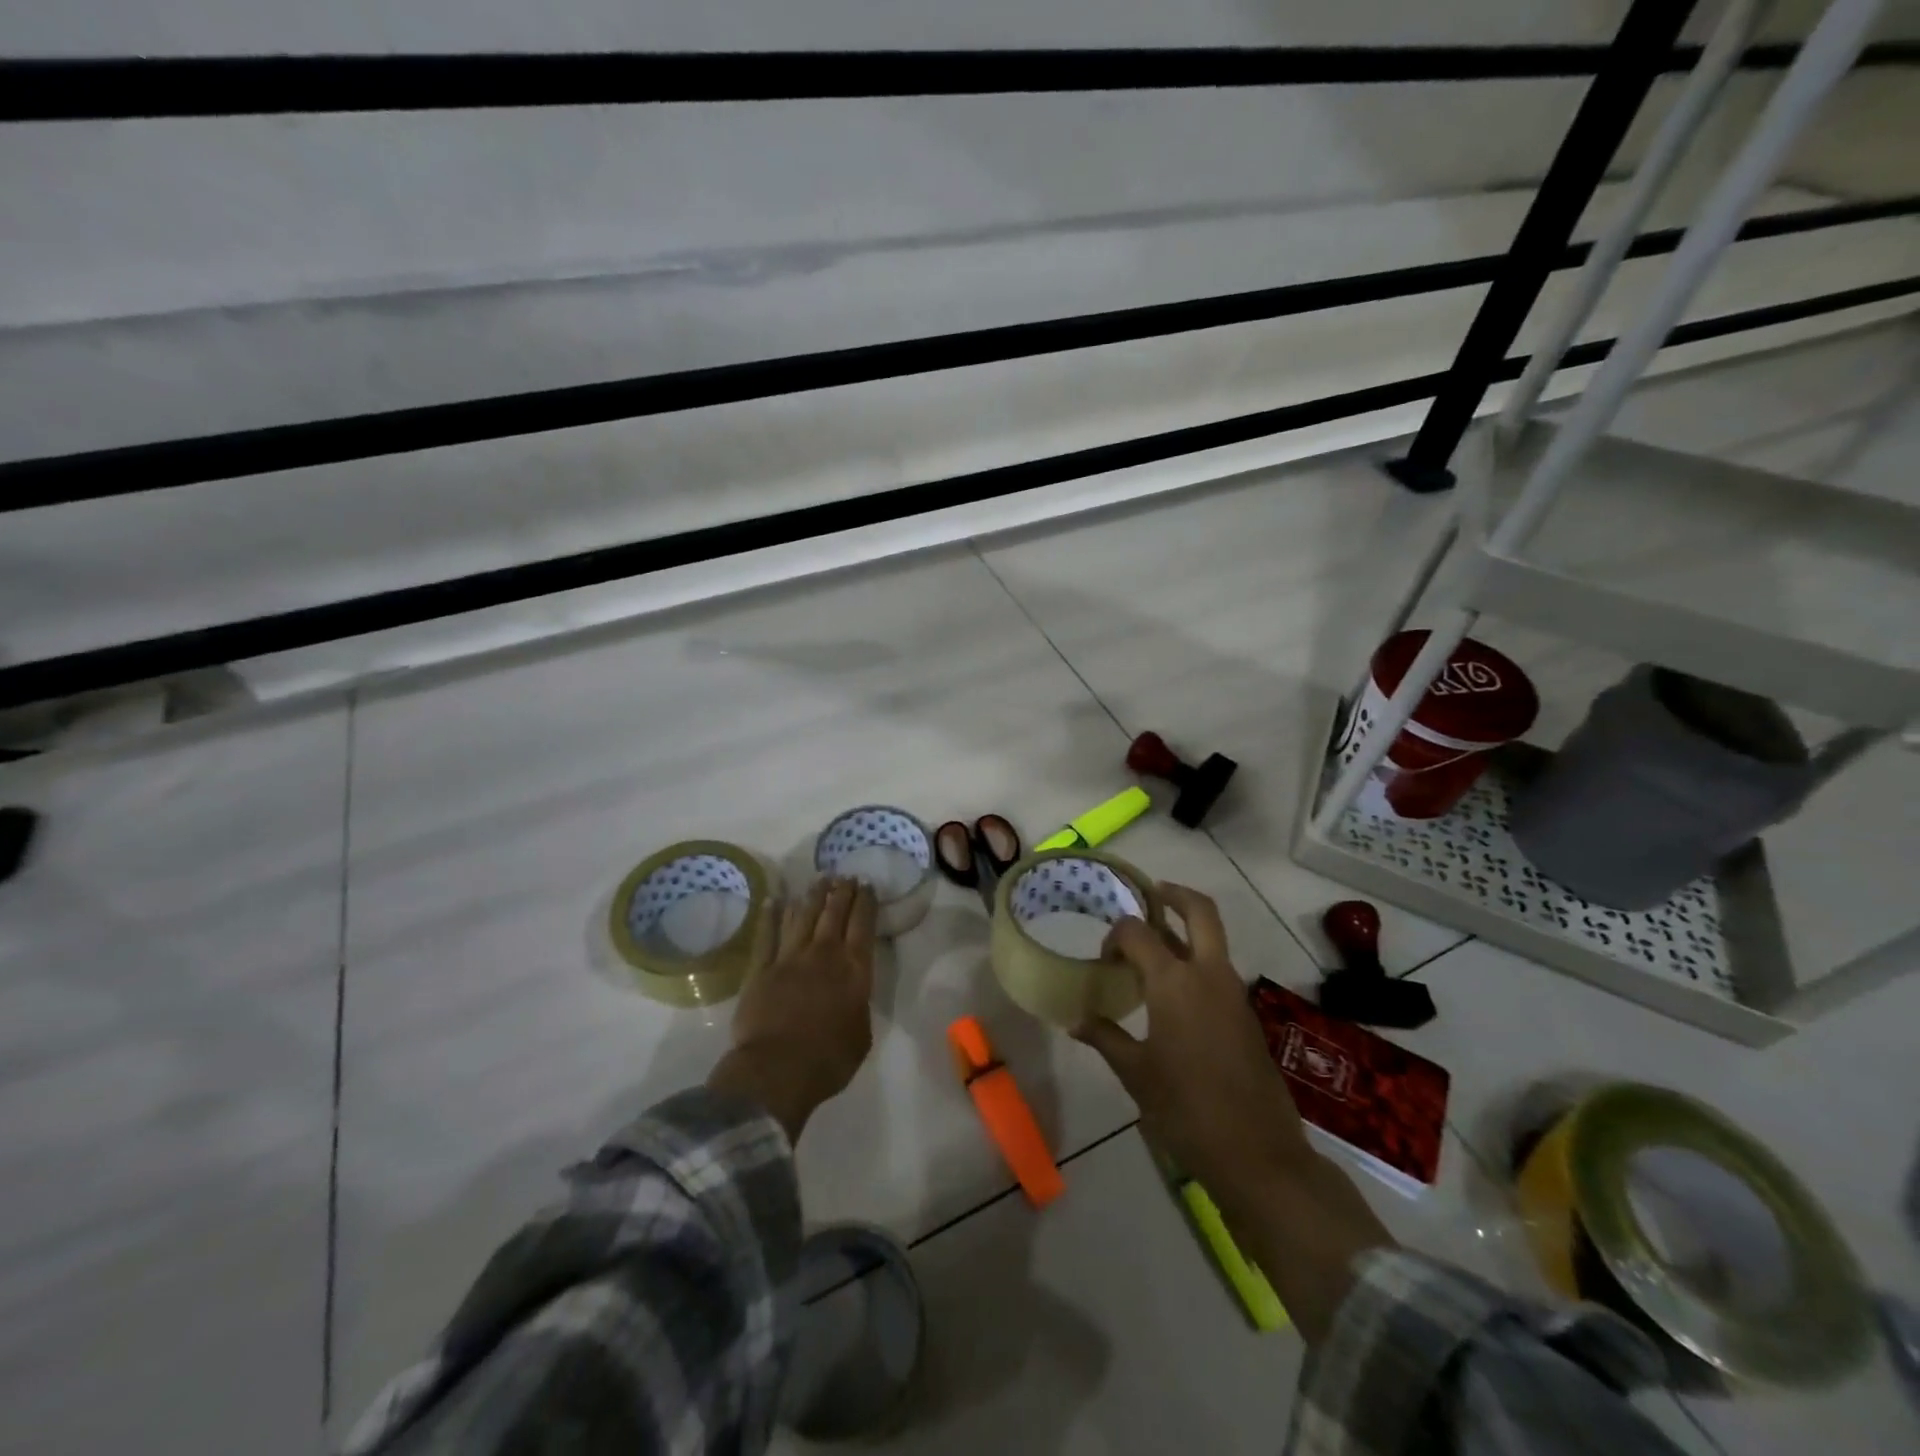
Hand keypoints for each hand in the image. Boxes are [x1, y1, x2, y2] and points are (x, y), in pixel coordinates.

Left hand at [708, 877, 877, 1141]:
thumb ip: (858, 1006)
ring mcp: (789, 958)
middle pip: (834, 913)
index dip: (866, 902)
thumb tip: (851, 995)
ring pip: (802, 916)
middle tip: (845, 876)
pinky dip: (771, 915)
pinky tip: (775, 899)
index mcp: (854, 970)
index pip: (863, 925)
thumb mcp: (862, 1035)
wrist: (777, 1070)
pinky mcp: (760, 969)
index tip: (867, 885)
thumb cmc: (829, 1059)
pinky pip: (766, 934)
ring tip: (819, 880)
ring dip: (812, 896)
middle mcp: (823, 954)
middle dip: (841, 892)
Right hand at [1077, 882, 1396, 1343]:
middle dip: (1174, 894)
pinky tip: (1173, 989)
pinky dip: (1197, 959)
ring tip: (1153, 943)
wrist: (1259, 1155)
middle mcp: (1209, 974)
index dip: (1115, 935)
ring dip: (1186, 928)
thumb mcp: (1135, 1074)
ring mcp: (1234, 992)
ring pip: (1212, 939)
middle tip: (1149, 894)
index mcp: (1175, 982)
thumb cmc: (1186, 1110)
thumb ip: (1105, 1037)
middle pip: (1200, 911)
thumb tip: (1076, 1020)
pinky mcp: (1246, 1014)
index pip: (1138, 931)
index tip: (1103, 958)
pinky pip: (1219, 969)